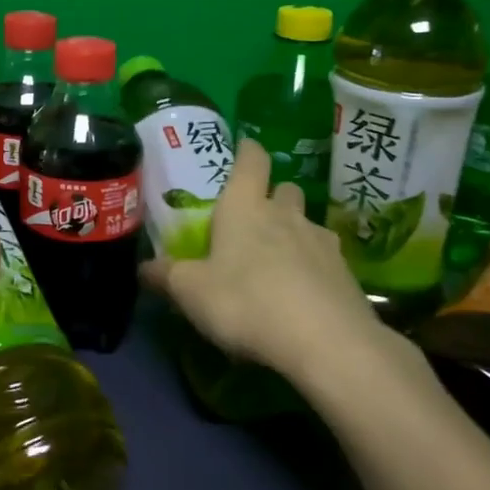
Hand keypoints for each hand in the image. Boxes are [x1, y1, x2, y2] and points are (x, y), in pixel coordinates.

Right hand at [141, 139, 426, 406]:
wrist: (327, 342)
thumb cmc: (246, 302)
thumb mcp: (190, 292)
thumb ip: (166, 276)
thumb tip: (143, 267)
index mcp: (245, 207)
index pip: (251, 160)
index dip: (247, 150)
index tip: (244, 147)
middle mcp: (286, 215)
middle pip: (285, 189)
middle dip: (272, 195)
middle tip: (254, 216)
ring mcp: (321, 242)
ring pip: (307, 224)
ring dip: (294, 233)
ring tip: (278, 261)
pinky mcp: (346, 274)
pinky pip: (325, 259)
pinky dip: (313, 268)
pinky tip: (302, 293)